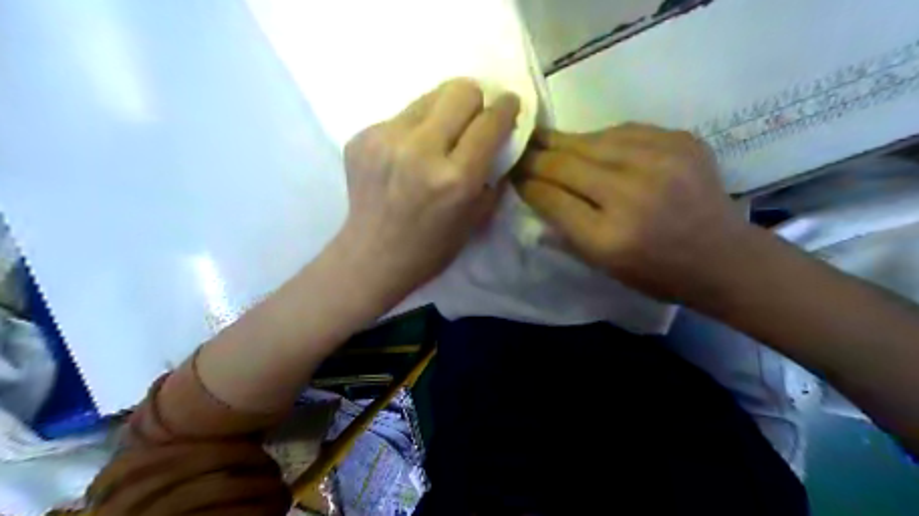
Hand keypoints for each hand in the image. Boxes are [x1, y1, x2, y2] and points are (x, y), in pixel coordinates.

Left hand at [333, 78, 518, 304]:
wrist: (372, 257)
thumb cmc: (431, 248)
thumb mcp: (476, 219)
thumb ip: (493, 175)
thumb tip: (499, 140)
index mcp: (455, 178)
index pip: (490, 121)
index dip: (507, 108)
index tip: (509, 105)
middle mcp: (421, 150)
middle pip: (460, 90)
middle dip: (475, 101)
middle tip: (472, 120)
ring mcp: (385, 139)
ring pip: (429, 97)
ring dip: (442, 113)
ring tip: (437, 139)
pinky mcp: (361, 137)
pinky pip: (400, 116)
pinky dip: (412, 130)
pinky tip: (405, 156)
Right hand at [514, 123, 749, 301]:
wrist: (723, 257)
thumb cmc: (657, 273)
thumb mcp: (603, 266)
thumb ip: (565, 232)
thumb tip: (535, 196)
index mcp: (609, 236)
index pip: (552, 198)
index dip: (527, 184)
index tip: (511, 175)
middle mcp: (632, 194)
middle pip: (566, 164)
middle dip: (536, 157)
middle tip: (518, 148)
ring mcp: (660, 162)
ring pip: (591, 141)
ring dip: (562, 142)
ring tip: (543, 139)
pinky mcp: (680, 141)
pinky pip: (624, 131)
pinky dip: (599, 138)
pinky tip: (588, 142)